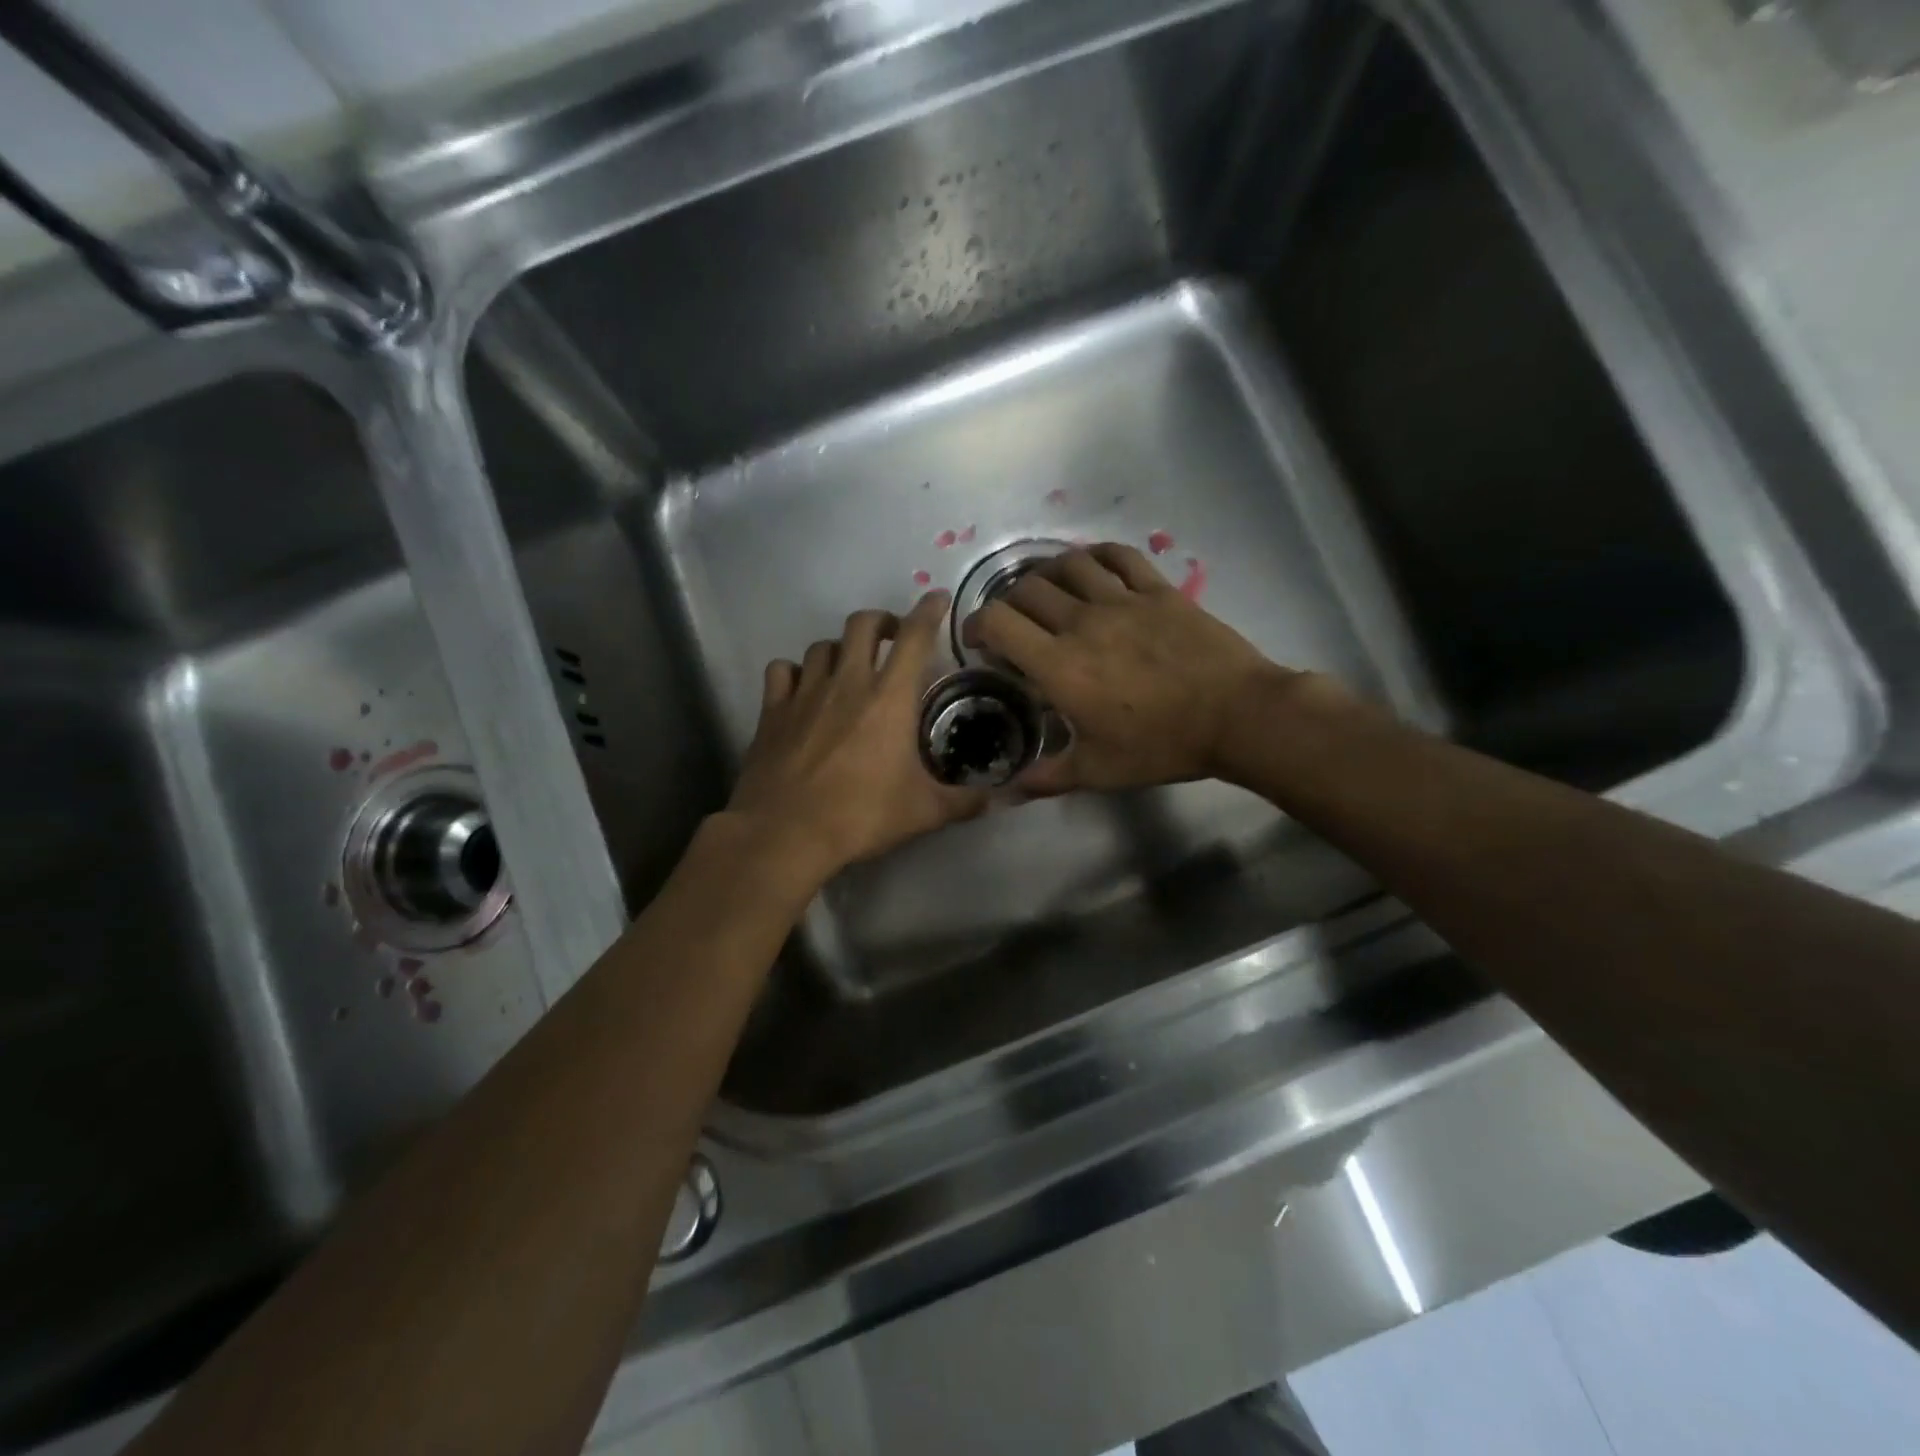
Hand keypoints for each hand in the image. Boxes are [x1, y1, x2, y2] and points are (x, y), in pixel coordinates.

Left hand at [729, 591, 985, 874]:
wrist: (784, 833)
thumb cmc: (861, 816)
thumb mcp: (925, 812)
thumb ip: (967, 801)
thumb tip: (1004, 799)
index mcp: (889, 698)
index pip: (914, 637)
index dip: (928, 611)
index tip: (937, 599)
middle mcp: (847, 683)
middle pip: (862, 624)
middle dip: (881, 621)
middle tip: (892, 638)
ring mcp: (805, 693)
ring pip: (821, 646)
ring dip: (840, 648)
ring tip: (849, 666)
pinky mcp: (772, 711)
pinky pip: (782, 671)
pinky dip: (795, 672)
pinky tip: (802, 689)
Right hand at [962, 543, 1294, 793]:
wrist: (1236, 716)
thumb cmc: (1162, 746)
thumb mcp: (1098, 771)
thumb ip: (1048, 777)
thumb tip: (1007, 792)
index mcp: (1060, 665)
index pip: (999, 623)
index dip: (977, 624)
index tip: (978, 640)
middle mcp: (1082, 622)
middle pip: (1027, 590)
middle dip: (1008, 602)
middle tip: (1014, 623)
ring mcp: (1122, 600)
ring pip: (1068, 565)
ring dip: (1046, 573)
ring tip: (1046, 590)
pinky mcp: (1158, 590)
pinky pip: (1118, 556)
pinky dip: (1096, 555)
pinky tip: (1090, 566)